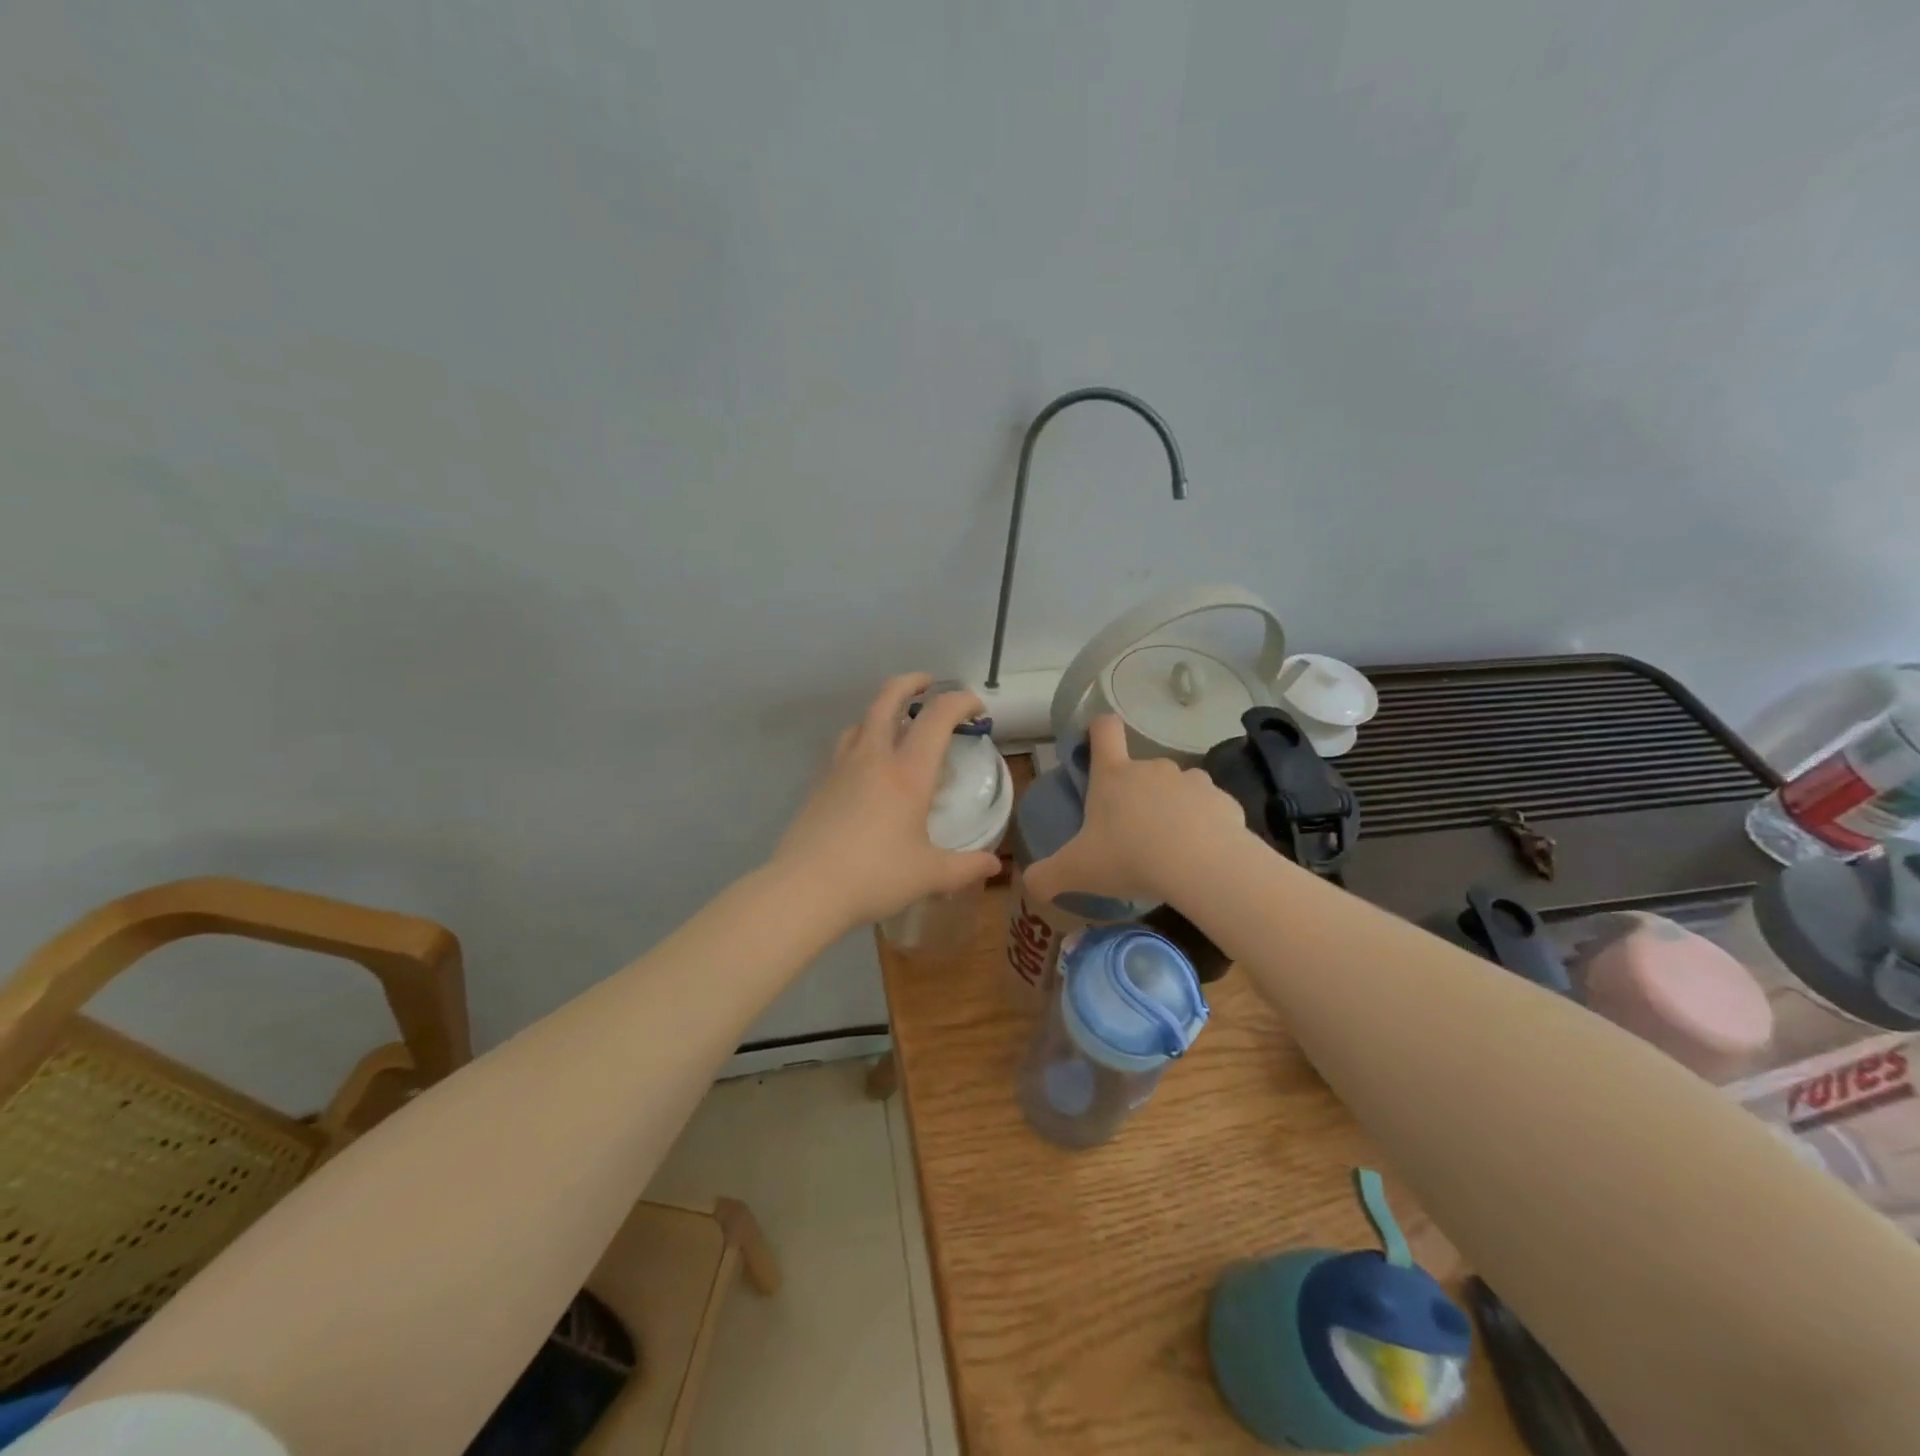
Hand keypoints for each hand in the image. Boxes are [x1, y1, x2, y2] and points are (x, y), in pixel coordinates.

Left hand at [772, 674, 1003, 928]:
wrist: (805, 888)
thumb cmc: (875, 876)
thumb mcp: (929, 875)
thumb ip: (966, 867)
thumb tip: (994, 866)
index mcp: (908, 773)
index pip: (937, 717)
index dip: (961, 702)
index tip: (976, 708)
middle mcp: (874, 758)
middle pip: (888, 698)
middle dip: (912, 683)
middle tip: (928, 684)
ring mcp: (841, 767)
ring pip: (862, 720)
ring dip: (883, 710)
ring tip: (896, 725)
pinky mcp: (820, 783)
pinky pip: (844, 746)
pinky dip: (862, 739)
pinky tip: (865, 765)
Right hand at [1023, 715, 1246, 907]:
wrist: (1202, 866)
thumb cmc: (1129, 857)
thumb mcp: (1075, 871)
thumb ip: (1045, 876)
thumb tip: (1029, 884)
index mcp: (1113, 776)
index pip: (1104, 730)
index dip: (1098, 730)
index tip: (1096, 745)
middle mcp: (1153, 768)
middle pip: (1140, 769)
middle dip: (1136, 796)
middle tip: (1132, 835)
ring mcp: (1192, 781)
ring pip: (1176, 789)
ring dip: (1172, 810)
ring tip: (1170, 848)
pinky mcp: (1224, 801)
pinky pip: (1209, 810)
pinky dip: (1204, 827)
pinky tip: (1201, 856)